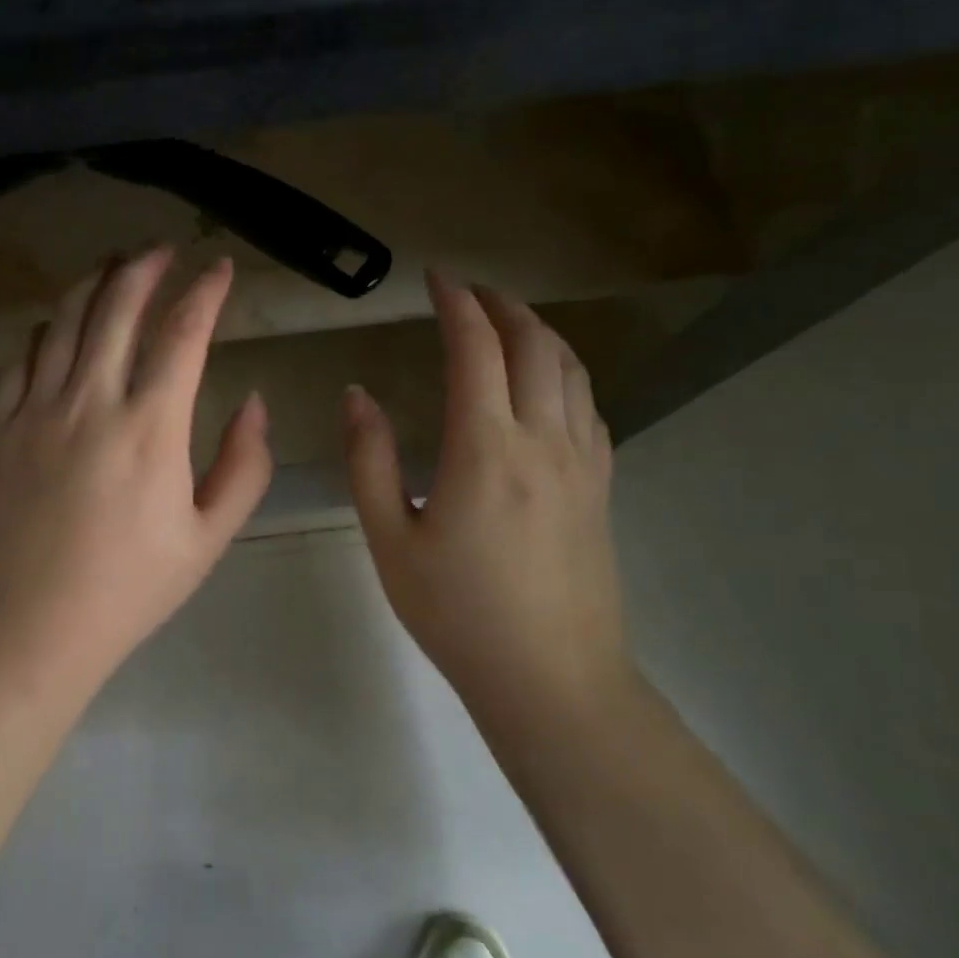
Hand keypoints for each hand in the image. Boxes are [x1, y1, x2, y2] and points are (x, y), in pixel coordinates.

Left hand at [0, 247, 272, 675]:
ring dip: (93, 283)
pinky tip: (58, 327)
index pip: (183, 332)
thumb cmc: (128, 589)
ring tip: (112, 266)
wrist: (28, 629)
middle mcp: (91, 400)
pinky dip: (47, 331)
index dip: (205, 291)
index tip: (219, 268)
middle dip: (144, 266)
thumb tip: (254, 404)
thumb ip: (243, 465)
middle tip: (162, 250)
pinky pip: (22, 359)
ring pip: (65, 320)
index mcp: (151, 426)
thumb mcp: (208, 537)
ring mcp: (36, 410)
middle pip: (117, 305)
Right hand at [342, 270, 626, 708]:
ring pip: (570, 369)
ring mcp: (582, 462)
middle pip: (533, 345)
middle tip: (470, 290)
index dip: (455, 303)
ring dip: (539, 332)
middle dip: (501, 305)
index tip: (435, 278)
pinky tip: (548, 384)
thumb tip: (357, 394)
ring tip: (509, 321)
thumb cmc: (458, 614)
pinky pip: (589, 407)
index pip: (474, 349)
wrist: (552, 680)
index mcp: (485, 448)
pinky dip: (566, 373)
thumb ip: (369, 460)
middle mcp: (543, 440)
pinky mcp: (601, 486)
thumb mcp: (390, 540)